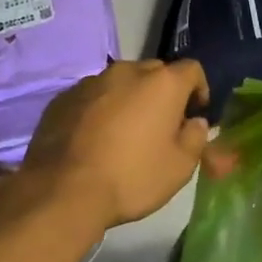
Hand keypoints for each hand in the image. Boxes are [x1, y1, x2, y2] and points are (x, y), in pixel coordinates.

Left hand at [19, 59, 210, 229]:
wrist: (63, 191)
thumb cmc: (132, 177)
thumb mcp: (180, 167)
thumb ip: (195, 137)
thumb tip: (195, 123)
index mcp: (162, 83)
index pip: (192, 70)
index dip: (198, 90)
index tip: (195, 114)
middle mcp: (127, 72)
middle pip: (154, 72)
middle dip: (162, 93)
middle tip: (161, 125)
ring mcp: (91, 82)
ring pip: (120, 83)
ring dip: (129, 99)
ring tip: (124, 132)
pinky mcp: (63, 98)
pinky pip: (92, 96)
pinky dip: (100, 109)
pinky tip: (95, 139)